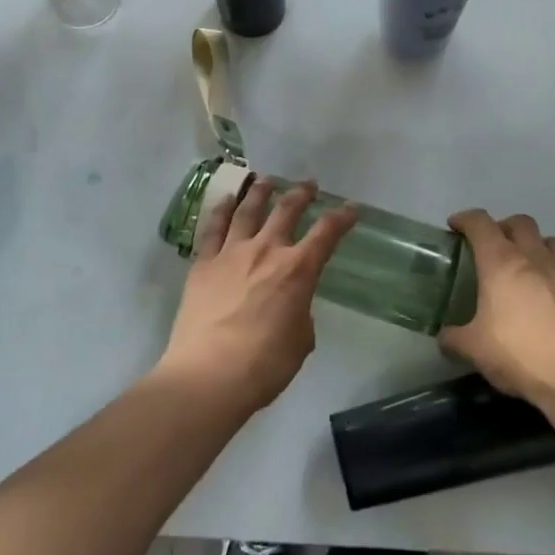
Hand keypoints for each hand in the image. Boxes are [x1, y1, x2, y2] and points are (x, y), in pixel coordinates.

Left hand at [156, 178, 358, 417]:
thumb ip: (300, 313)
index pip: (327, 234)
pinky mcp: (203, 263)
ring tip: (265, 180)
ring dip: (259, 192)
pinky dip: (222, 209)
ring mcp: (231, 253)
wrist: (208, 374)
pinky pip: (213, 228)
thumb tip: (291, 305)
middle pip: (286, 210)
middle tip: (308, 185)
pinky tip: (226, 201)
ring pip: (247, 210)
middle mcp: (266, 250)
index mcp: (297, 270)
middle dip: (301, 194)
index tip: (351, 208)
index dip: (342, 218)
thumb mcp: (300, 341)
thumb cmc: (264, 365)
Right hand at [441, 210, 554, 409]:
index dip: (465, 219)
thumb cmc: (522, 355)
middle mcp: (534, 255)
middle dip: (504, 228)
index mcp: (500, 262)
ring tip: (533, 264)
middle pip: (519, 222)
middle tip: (495, 248)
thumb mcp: (475, 350)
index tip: (456, 226)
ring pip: (553, 239)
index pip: (479, 223)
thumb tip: (444, 337)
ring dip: (539, 245)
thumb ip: (454, 339)